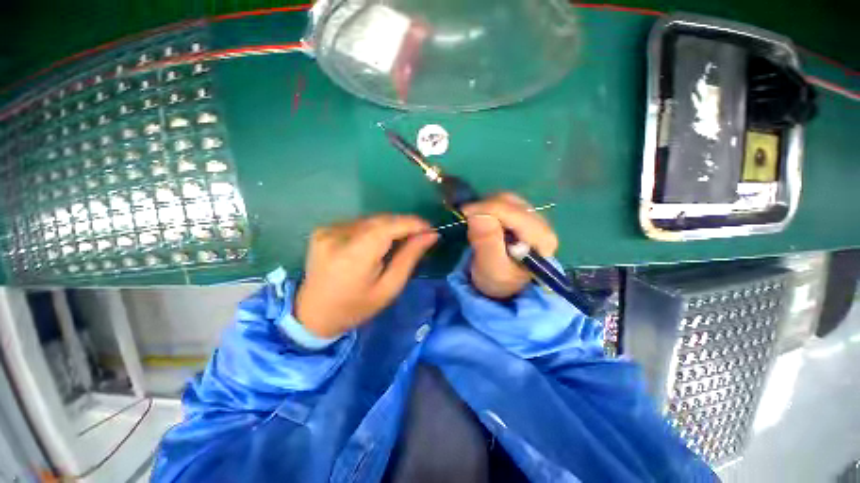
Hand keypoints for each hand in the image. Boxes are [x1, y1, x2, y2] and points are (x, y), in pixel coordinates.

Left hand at [294, 215, 437, 338]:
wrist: (313, 314)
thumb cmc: (356, 307)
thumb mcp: (389, 288)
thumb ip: (409, 258)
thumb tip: (430, 235)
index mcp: (353, 256)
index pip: (388, 227)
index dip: (411, 223)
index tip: (430, 228)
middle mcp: (337, 237)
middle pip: (380, 220)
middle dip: (403, 225)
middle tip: (420, 235)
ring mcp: (327, 231)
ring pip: (370, 220)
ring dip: (389, 226)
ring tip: (401, 240)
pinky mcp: (323, 230)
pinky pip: (358, 223)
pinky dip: (374, 229)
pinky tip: (378, 242)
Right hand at [462, 193, 557, 299]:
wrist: (505, 287)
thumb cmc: (499, 281)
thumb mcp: (491, 268)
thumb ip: (486, 242)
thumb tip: (477, 215)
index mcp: (540, 238)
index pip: (512, 212)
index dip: (485, 208)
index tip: (463, 213)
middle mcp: (542, 223)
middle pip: (509, 202)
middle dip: (485, 208)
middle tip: (469, 222)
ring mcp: (533, 218)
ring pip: (506, 199)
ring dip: (486, 207)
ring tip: (476, 225)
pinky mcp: (523, 216)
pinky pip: (504, 203)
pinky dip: (489, 208)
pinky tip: (484, 221)